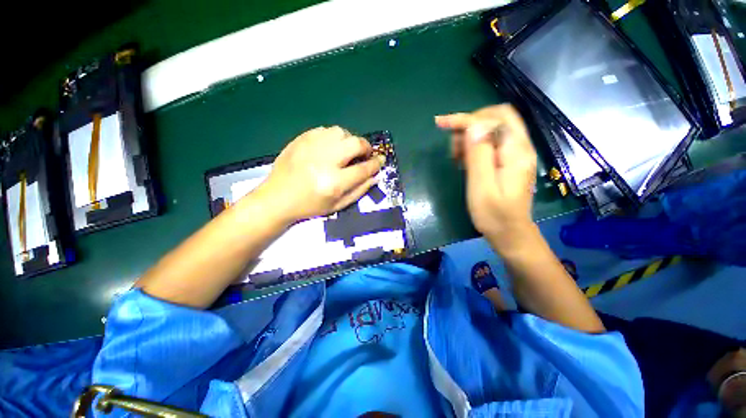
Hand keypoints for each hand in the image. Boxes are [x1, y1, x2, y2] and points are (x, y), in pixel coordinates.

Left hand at [257, 126, 384, 222]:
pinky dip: (333, 137)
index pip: (364, 168)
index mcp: (334, 182)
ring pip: (341, 132)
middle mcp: (324, 161)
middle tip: (364, 155)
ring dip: (349, 141)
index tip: (380, 160)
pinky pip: (325, 130)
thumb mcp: (338, 205)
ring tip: (346, 151)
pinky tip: (330, 148)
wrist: (277, 198)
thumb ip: (359, 190)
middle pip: (355, 143)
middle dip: (366, 148)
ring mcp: (310, 147)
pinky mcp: (300, 139)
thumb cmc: (309, 206)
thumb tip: (375, 175)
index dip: (376, 163)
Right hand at [436, 105, 536, 247]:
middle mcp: (520, 147)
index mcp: (516, 152)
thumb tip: (473, 127)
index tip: (441, 124)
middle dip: (470, 125)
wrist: (509, 233)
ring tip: (457, 158)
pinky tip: (465, 161)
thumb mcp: (481, 187)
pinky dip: (475, 145)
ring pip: (493, 129)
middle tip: (453, 148)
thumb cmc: (494, 215)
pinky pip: (491, 142)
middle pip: (496, 118)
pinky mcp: (508, 161)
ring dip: (471, 136)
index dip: (465, 119)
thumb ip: (479, 155)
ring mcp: (515, 154)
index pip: (493, 120)